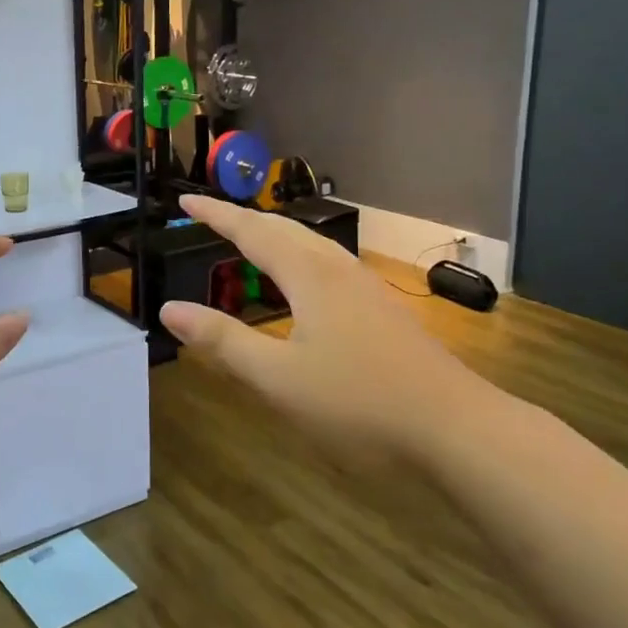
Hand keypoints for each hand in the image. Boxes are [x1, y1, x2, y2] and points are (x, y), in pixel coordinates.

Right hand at [158, 195, 482, 467]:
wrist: (457, 428)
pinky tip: (302, 284)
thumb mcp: (278, 378)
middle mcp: (337, 269)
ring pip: (310, 245)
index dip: (216, 215)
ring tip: (248, 242)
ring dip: (273, 236)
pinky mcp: (382, 309)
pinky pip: (327, 264)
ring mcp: (365, 287)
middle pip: (283, 229)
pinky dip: (297, 257)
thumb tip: (170, 309)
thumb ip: (223, 341)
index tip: (185, 199)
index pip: (251, 231)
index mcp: (308, 275)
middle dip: (243, 219)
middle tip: (210, 217)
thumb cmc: (359, 402)